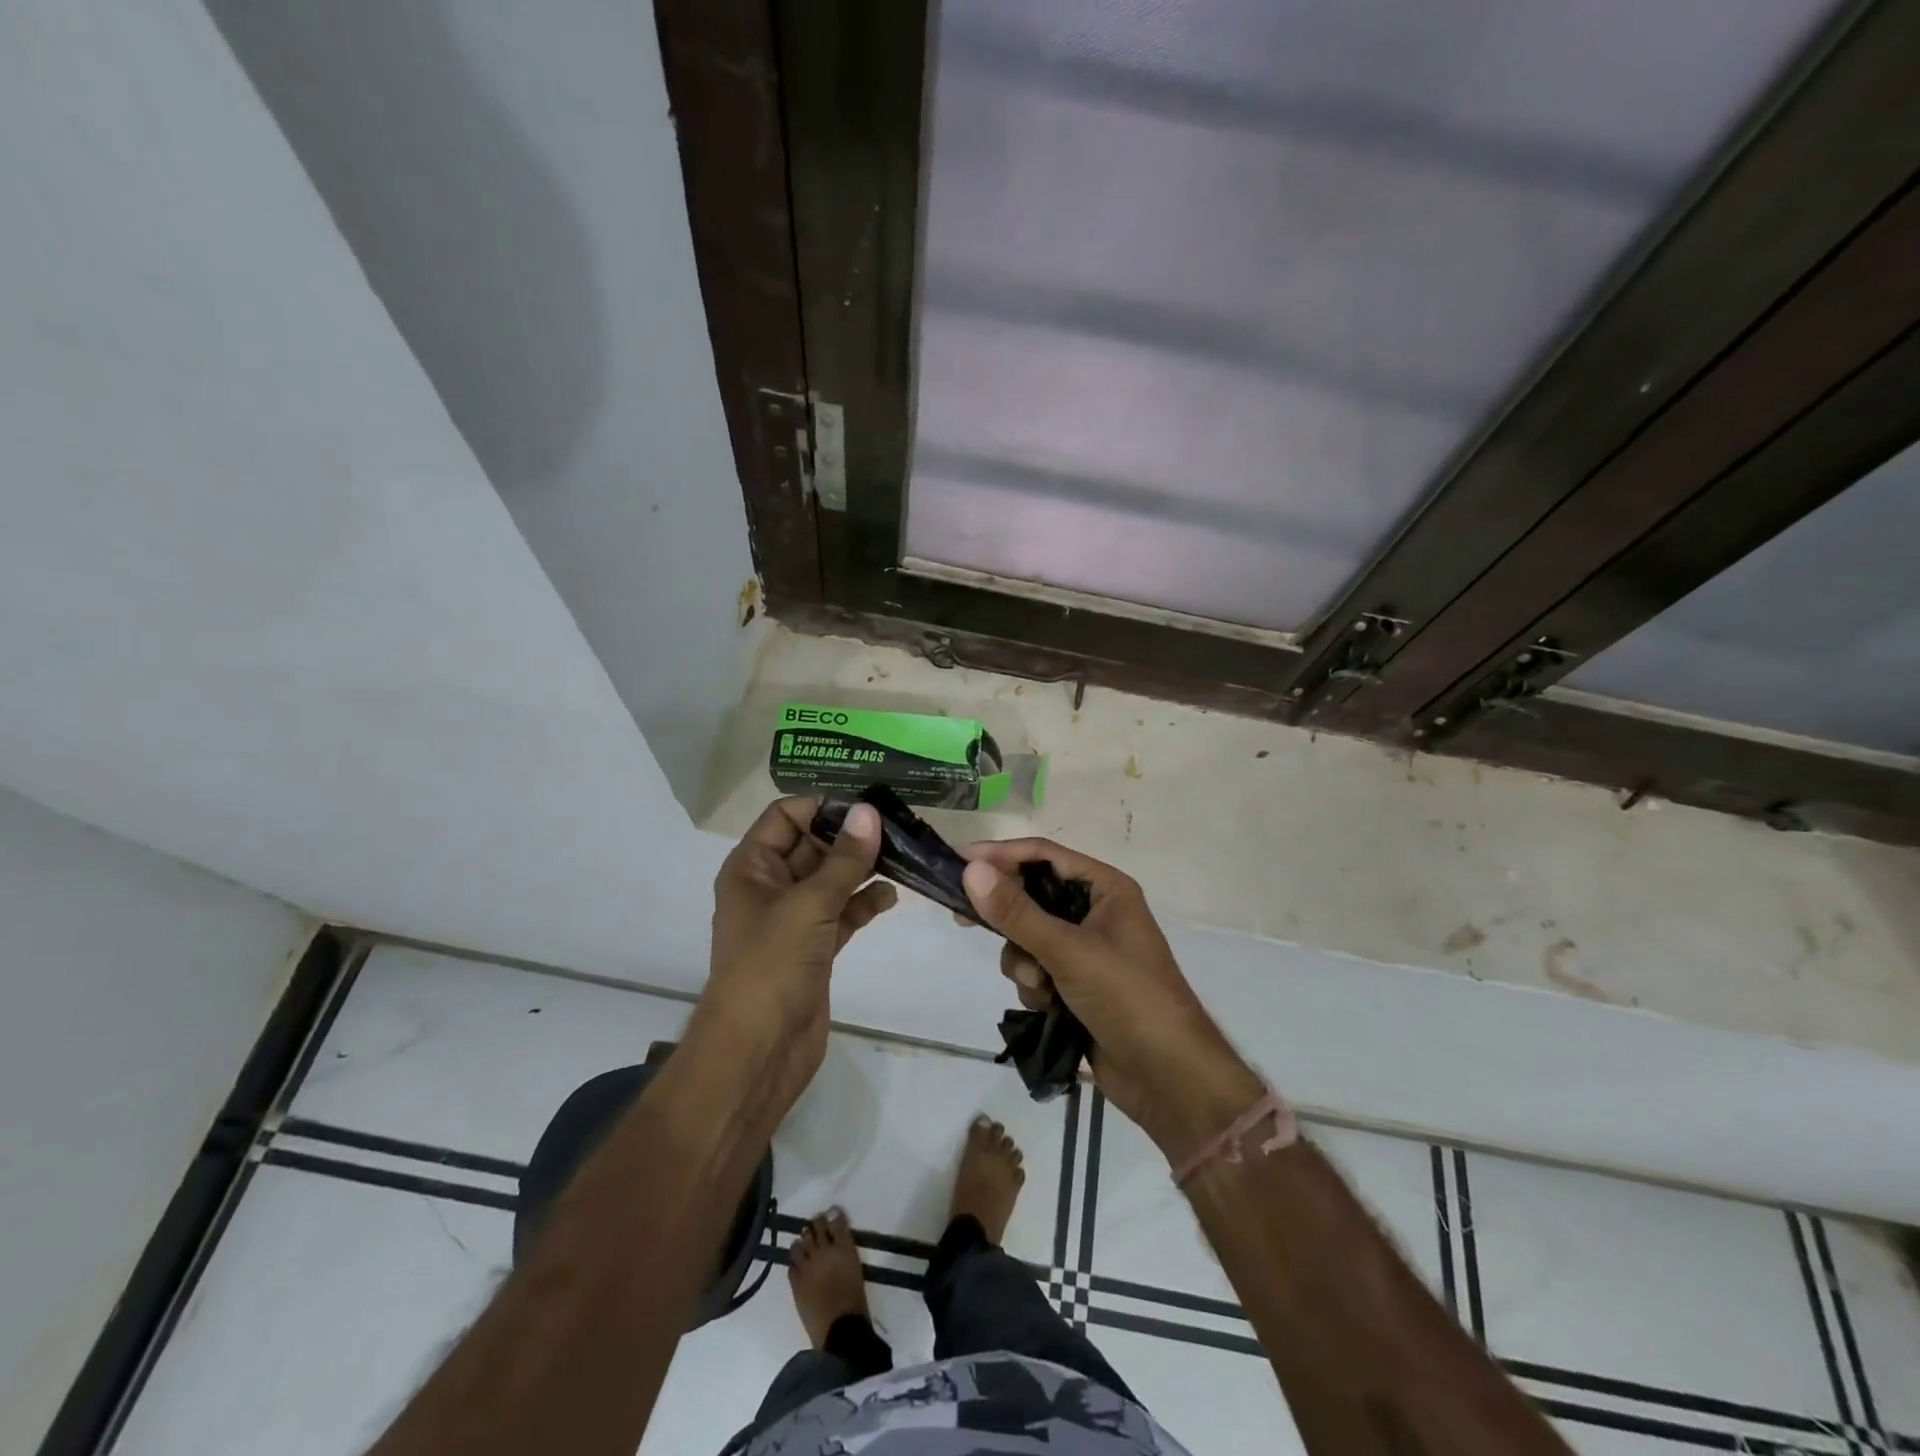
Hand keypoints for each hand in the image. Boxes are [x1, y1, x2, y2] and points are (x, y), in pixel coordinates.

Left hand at [695, 798, 895, 1111]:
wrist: (758, 1052)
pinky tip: (890, 897)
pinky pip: (843, 912)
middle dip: (851, 837)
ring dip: (863, 869)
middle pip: (813, 845)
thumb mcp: (809, 905)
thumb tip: (869, 812)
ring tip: (902, 857)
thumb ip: (843, 859)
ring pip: (832, 880)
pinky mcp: (816, 948)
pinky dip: (864, 902)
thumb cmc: (771, 966)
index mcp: (752, 868)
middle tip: (897, 828)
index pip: (785, 817)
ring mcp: (794, 919)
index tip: (868, 807)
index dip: (823, 807)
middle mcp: (770, 887)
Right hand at [962, 841, 1262, 1165]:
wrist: (1168, 1078)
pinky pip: (1035, 970)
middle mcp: (1094, 912)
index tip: (958, 861)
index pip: (1043, 855)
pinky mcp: (1075, 985)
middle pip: (1031, 896)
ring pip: (1027, 938)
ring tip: (1041, 986)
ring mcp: (1084, 950)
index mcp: (1104, 888)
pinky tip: (1048, 1007)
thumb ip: (1017, 913)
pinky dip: (1034, 987)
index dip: (1000, 855)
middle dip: (1009, 918)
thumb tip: (970, 870)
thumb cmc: (1128, 998)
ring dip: (1024, 962)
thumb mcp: (1069, 951)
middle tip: (964, 919)